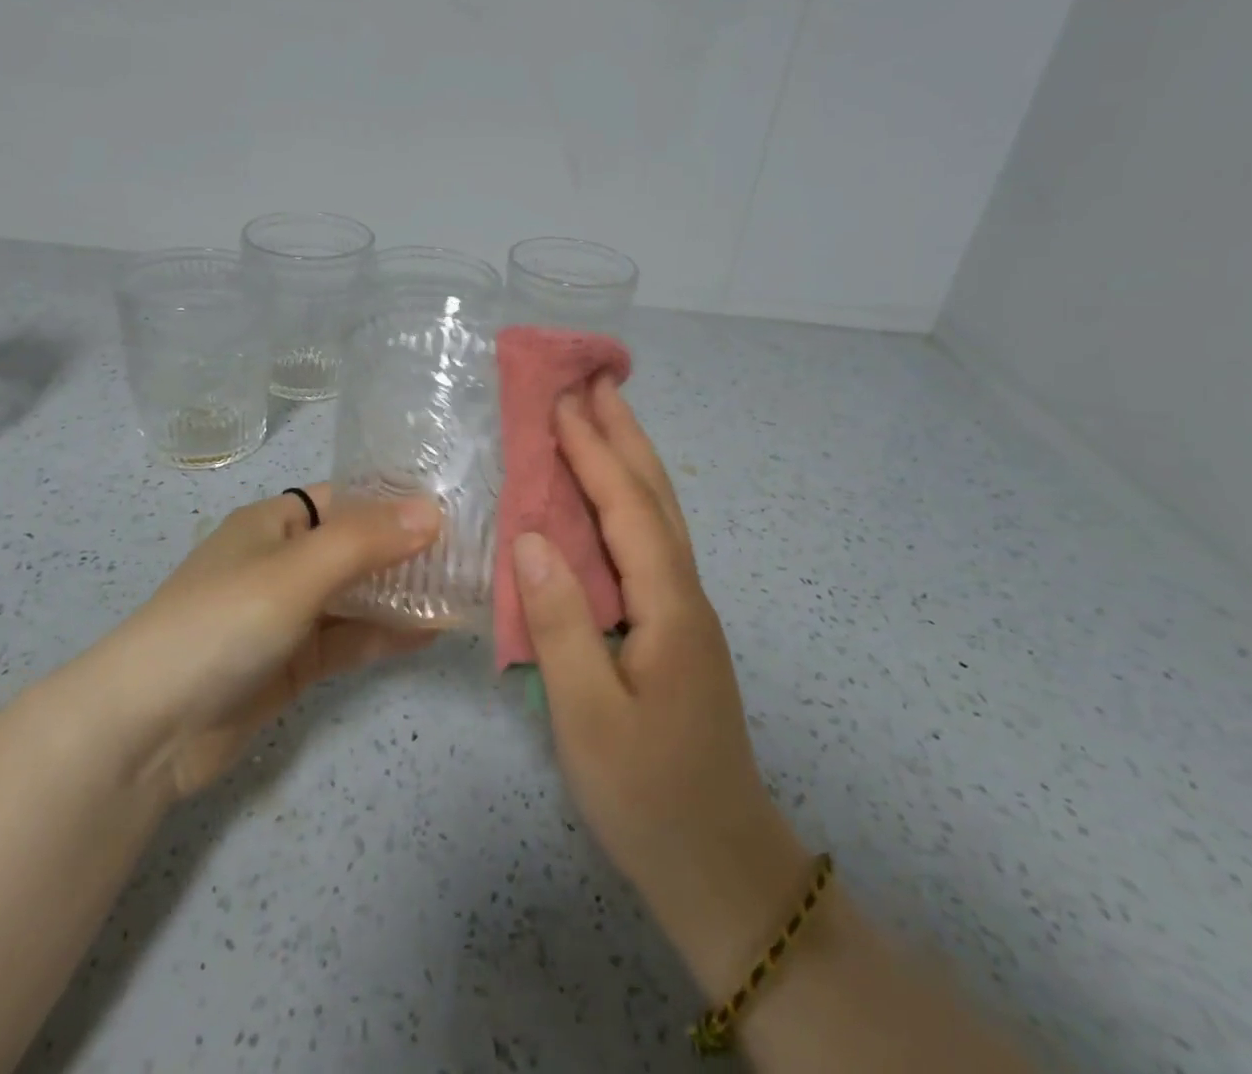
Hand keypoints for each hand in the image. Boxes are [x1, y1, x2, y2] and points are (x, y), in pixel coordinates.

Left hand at [76, 485, 441, 798]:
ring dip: (403, 595)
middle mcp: (283, 560)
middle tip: (473, 554)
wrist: (146, 730)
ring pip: (357, 595)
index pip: (347, 498)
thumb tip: (434, 511)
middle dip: (408, 551)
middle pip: (357, 547)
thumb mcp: (294, 572)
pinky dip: (385, 635)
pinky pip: (348, 639)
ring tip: (464, 592)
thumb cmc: (219, 624)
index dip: (396, 501)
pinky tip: (431, 633)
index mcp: (274, 522)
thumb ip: (364, 541)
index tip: (454, 507)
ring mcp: (288, 614)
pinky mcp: (292, 662)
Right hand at [513, 379, 807, 992]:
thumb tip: (530, 536)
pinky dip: (626, 504)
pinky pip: (647, 546)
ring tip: (602, 420)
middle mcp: (686, 596)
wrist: (722, 869)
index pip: (629, 509)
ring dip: (630, 461)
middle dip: (625, 435)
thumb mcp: (589, 717)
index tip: (561, 403)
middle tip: (595, 382)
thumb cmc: (649, 797)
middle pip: (656, 497)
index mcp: (669, 607)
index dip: (595, 452)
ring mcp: (684, 613)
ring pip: (659, 518)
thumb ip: (561, 623)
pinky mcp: (673, 631)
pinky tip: (604, 504)